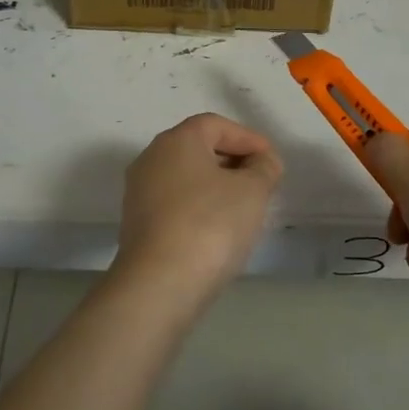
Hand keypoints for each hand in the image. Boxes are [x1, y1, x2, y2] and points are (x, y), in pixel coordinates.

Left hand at [111, 113, 283, 302]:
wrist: (159, 284)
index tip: (272, 161)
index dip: (248, 138)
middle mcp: (151, 158)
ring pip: (185, 178)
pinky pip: (175, 204)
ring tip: (244, 208)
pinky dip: (198, 208)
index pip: (216, 125)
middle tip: (261, 182)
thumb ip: (264, 168)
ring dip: (216, 186)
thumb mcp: (252, 191)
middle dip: (233, 161)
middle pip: (198, 149)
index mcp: (176, 140)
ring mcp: (139, 192)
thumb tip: (262, 162)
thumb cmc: (210, 225)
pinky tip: (218, 230)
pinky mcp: (136, 224)